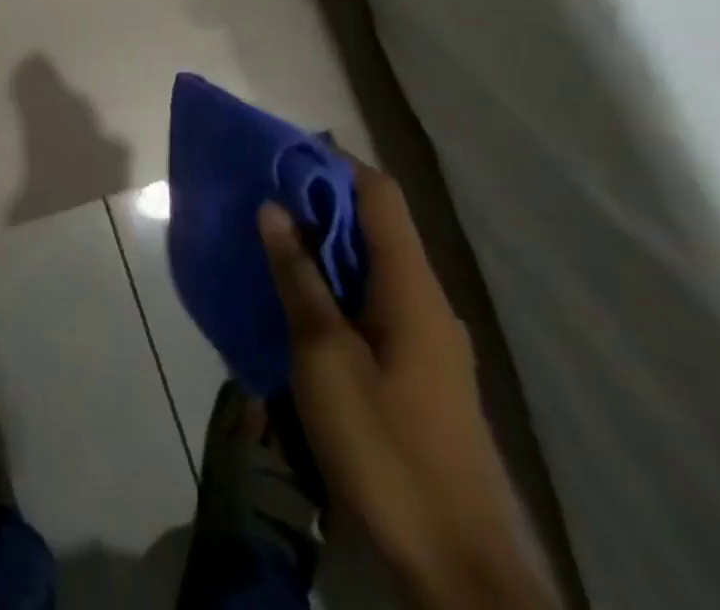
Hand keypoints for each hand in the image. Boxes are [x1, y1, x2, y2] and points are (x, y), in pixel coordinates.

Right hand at [259, 163, 552, 609]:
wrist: (457, 566)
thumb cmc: (386, 447)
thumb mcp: (325, 357)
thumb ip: (299, 278)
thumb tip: (274, 208)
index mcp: (412, 288)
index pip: (380, 195)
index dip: (334, 163)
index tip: (282, 154)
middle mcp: (426, 302)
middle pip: (375, 227)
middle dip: (318, 204)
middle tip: (262, 198)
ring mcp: (427, 340)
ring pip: (371, 267)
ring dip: (323, 248)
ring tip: (270, 244)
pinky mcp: (419, 372)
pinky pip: (373, 304)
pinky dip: (335, 287)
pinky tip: (299, 305)